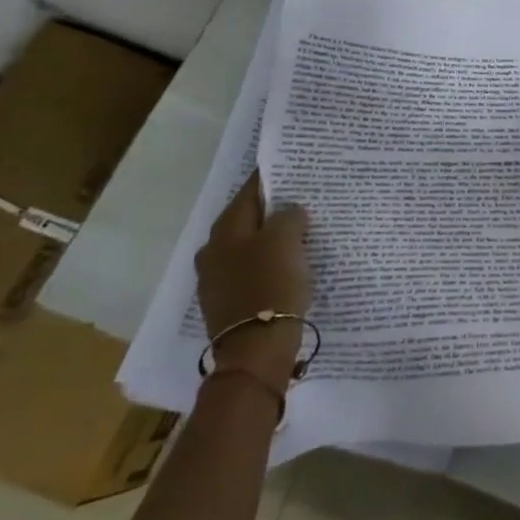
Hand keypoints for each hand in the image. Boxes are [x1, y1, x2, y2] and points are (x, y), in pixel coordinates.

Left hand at [195, 171, 314, 392]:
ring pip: (250, 246)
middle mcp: (214, 250)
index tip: (295, 169)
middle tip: (305, 202)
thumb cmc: (270, 286)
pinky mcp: (230, 302)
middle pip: (248, 219)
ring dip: (273, 239)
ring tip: (303, 234)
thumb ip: (289, 216)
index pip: (250, 191)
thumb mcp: (286, 240)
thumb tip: (289, 212)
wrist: (256, 350)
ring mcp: (218, 279)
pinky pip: (253, 271)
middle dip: (274, 210)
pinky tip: (291, 267)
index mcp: (225, 230)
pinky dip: (271, 264)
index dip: (272, 178)